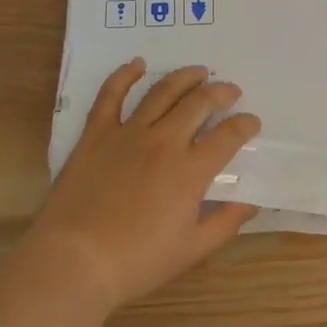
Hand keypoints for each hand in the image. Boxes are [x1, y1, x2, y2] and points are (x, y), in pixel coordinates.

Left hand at [26, 59, 260, 314]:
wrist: (74, 261)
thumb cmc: (136, 262)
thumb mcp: (191, 250)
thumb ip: (225, 223)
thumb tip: (251, 203)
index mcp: (190, 171)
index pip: (228, 136)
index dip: (245, 125)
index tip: (251, 122)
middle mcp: (164, 142)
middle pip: (199, 103)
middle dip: (221, 92)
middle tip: (230, 91)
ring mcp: (128, 133)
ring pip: (162, 92)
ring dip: (185, 77)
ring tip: (199, 71)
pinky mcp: (96, 134)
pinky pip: (111, 95)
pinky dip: (125, 75)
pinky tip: (137, 64)